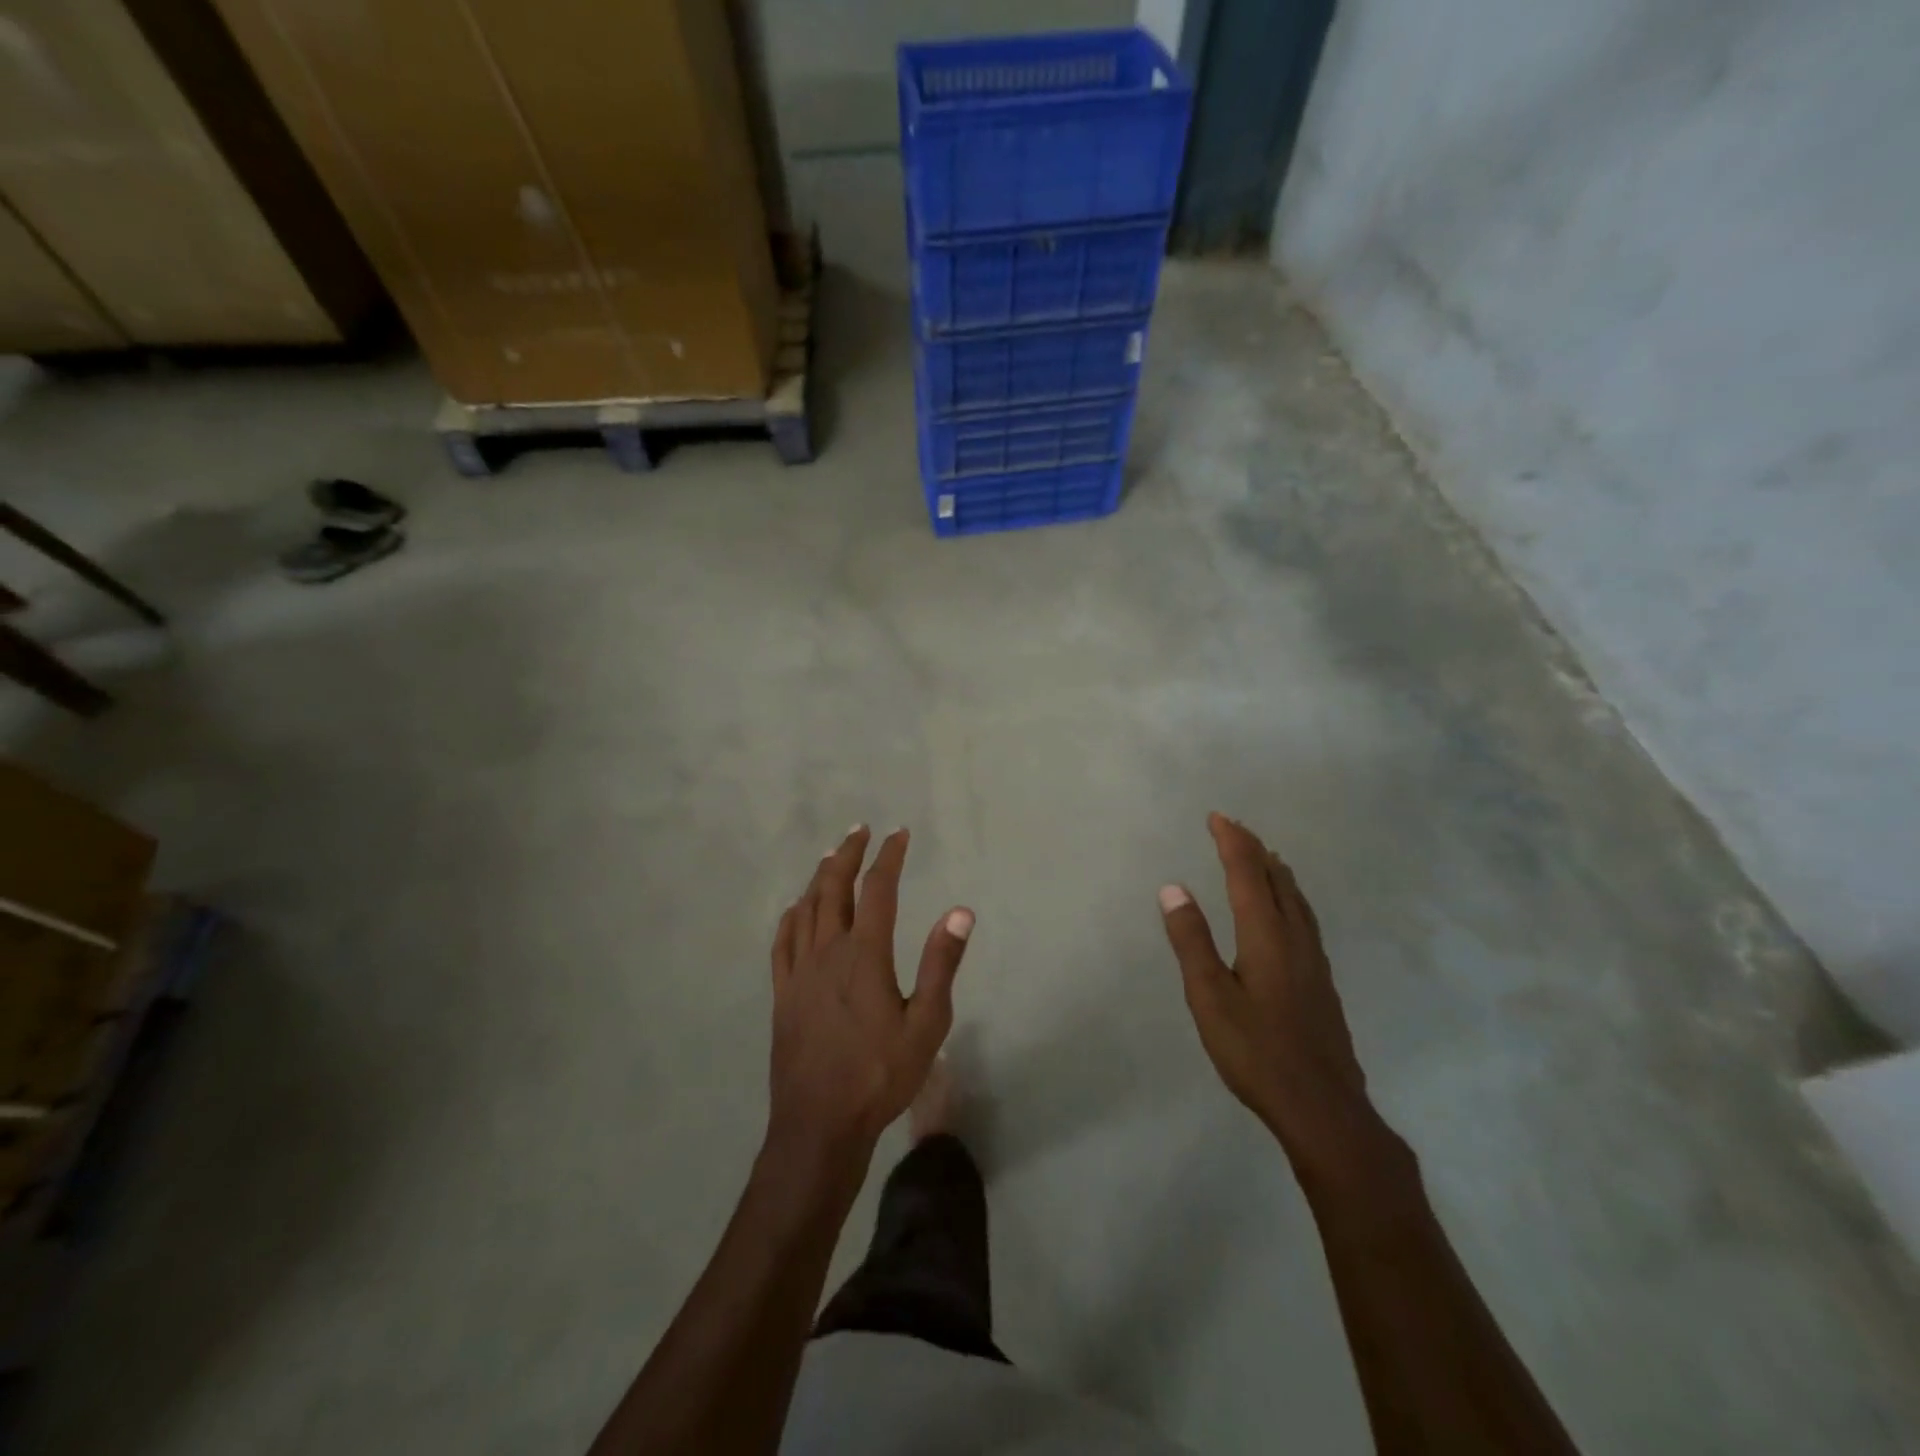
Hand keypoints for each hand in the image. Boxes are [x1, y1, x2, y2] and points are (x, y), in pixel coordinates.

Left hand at [768, 826, 973, 1172]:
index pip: (878, 889)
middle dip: (848, 854)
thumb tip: (960, 911)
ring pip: (806, 909)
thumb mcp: (926, 1023)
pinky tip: (795, 909)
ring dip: (819, 877)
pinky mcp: (782, 993)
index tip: (899, 834)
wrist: (820, 1123)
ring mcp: (799, 971)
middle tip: (860, 831)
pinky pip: (782, 942)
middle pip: (833, 887)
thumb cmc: (881, 1074)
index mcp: (865, 954)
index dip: (889, 857)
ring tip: (831, 857)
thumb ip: (942, 963)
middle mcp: (827, 951)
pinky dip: (791, 916)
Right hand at [1160, 814, 1376, 1170]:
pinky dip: (1289, 896)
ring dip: (1275, 871)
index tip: (1216, 817)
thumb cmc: (1256, 1052)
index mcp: (1265, 935)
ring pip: (1297, 899)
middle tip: (1234, 829)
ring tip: (1264, 857)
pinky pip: (1304, 918)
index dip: (1232, 842)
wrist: (1323, 1108)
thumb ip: (1191, 940)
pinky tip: (1287, 913)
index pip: (1247, 874)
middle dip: (1254, 849)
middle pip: (1277, 880)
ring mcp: (1314, 961)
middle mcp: (1295, 938)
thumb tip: (1173, 888)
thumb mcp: (1209, 997)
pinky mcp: (1321, 981)